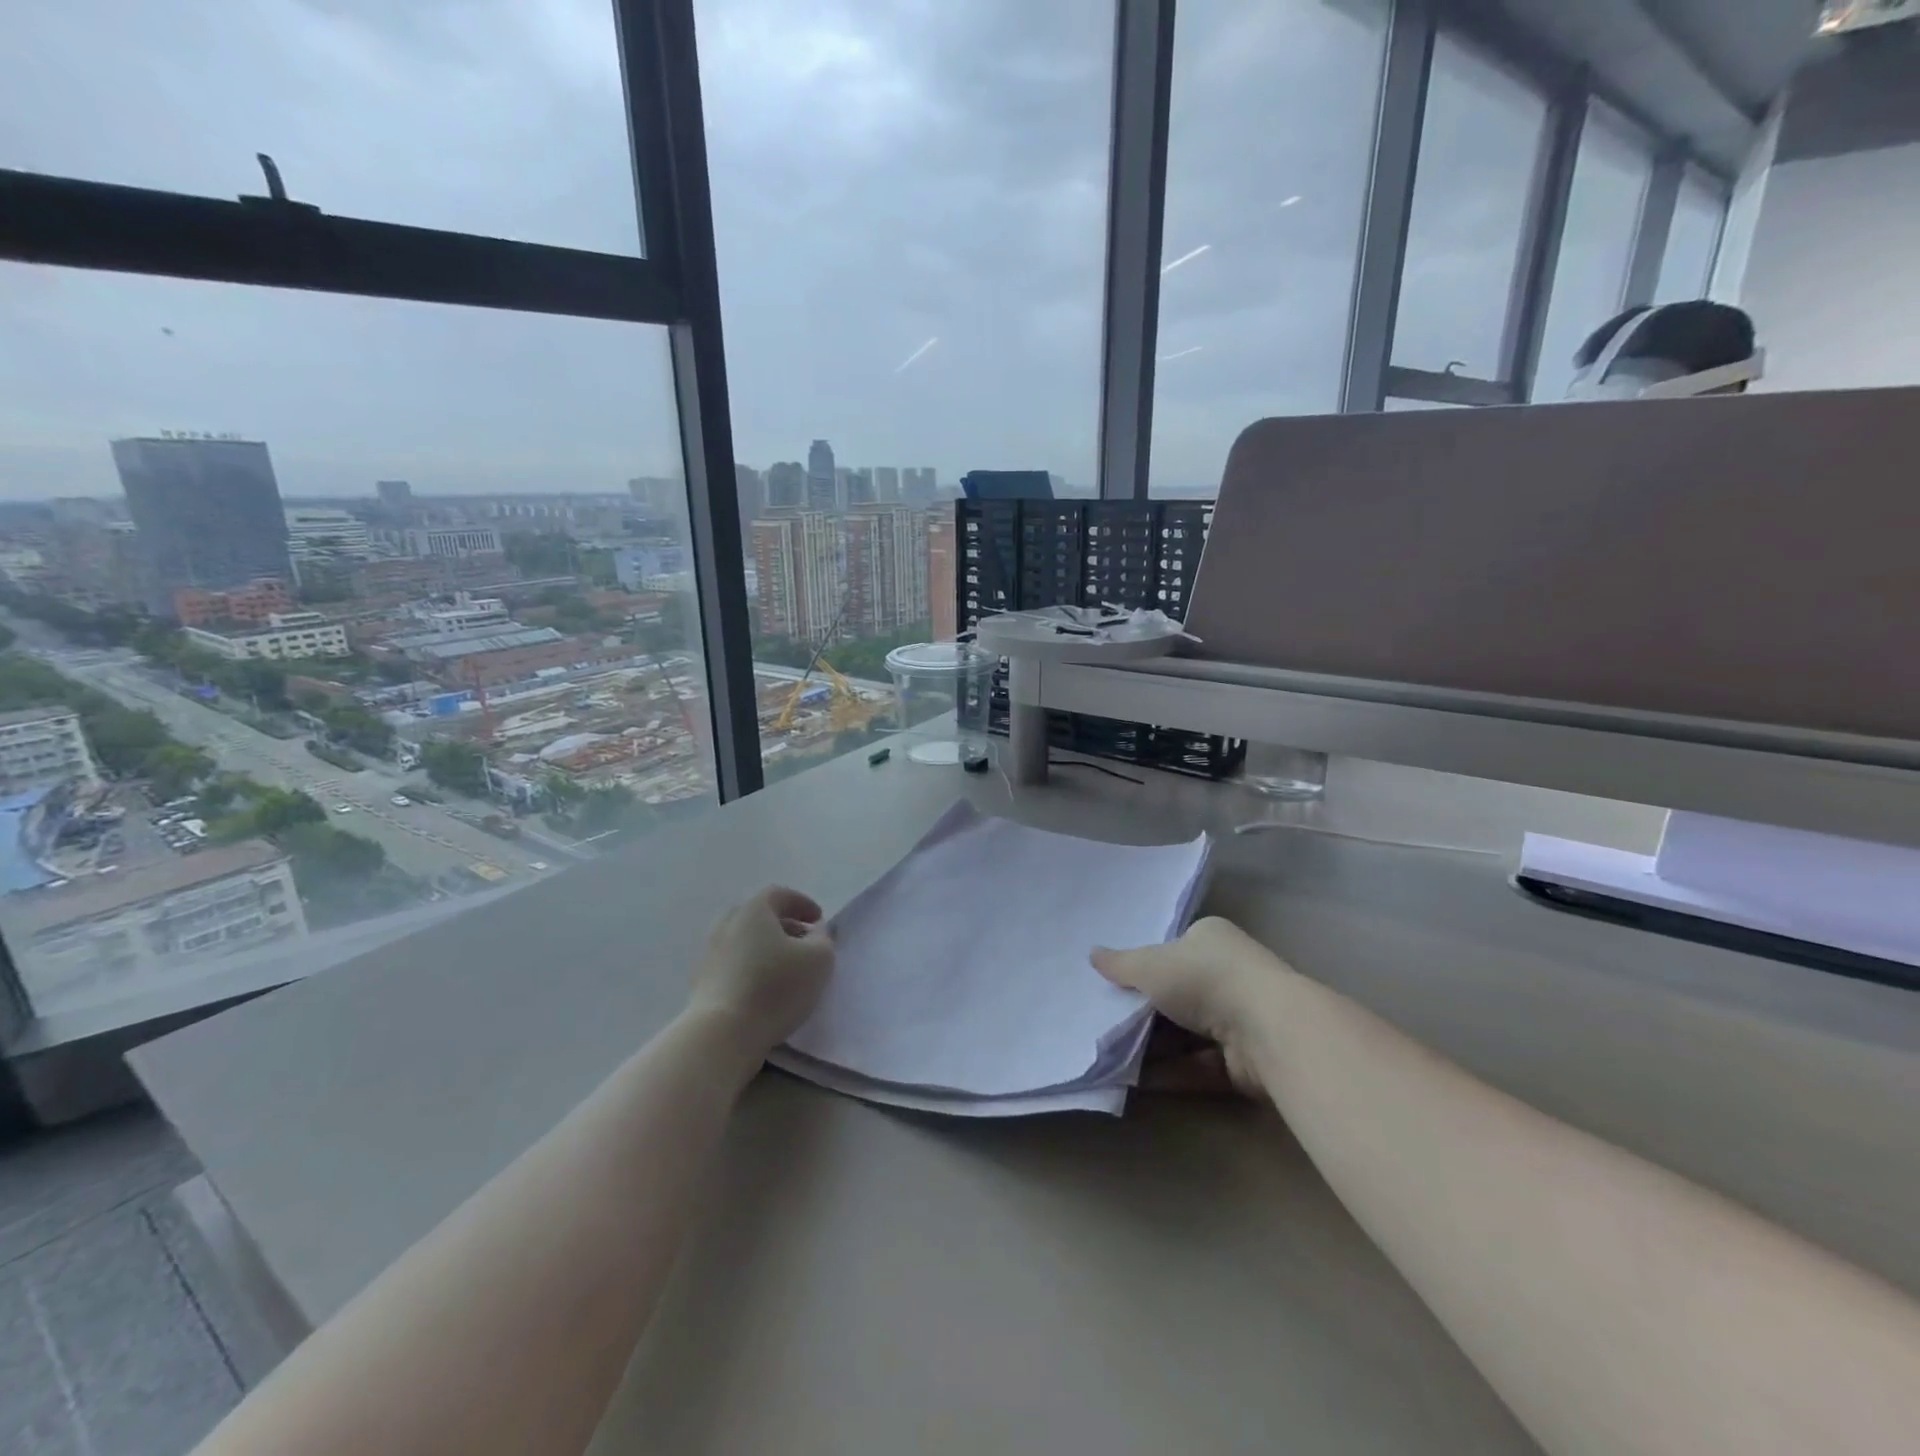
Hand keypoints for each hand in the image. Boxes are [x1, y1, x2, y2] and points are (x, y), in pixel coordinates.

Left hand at [689, 886, 834, 1057]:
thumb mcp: (818, 960)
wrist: (722, 1034)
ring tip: (785, 967)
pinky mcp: (702, 982)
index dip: (802, 903)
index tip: (819, 919)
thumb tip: (815, 932)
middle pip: (757, 915)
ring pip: (743, 940)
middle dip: (782, 924)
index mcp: (753, 910)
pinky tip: (764, 987)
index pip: (779, 894)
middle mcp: (727, 924)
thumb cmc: (775, 988)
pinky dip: (751, 966)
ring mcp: (710, 953)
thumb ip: (823, 939)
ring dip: (765, 947)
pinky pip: (732, 963)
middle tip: (802, 939)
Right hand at [1092, 917, 1280, 1096]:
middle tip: (1106, 1023)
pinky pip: (1198, 1065)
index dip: (1144, 967)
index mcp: (1210, 940)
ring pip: (1186, 1033)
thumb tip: (1092, 954)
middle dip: (1144, 1012)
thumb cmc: (1204, 979)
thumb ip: (1120, 965)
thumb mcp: (1150, 965)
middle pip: (1177, 994)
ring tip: (1112, 1056)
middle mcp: (1228, 975)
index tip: (1115, 985)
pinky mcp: (1244, 1061)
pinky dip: (1171, 1072)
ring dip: (1154, 1047)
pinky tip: (1136, 1081)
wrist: (1266, 1030)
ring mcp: (1239, 1019)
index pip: (1173, 949)